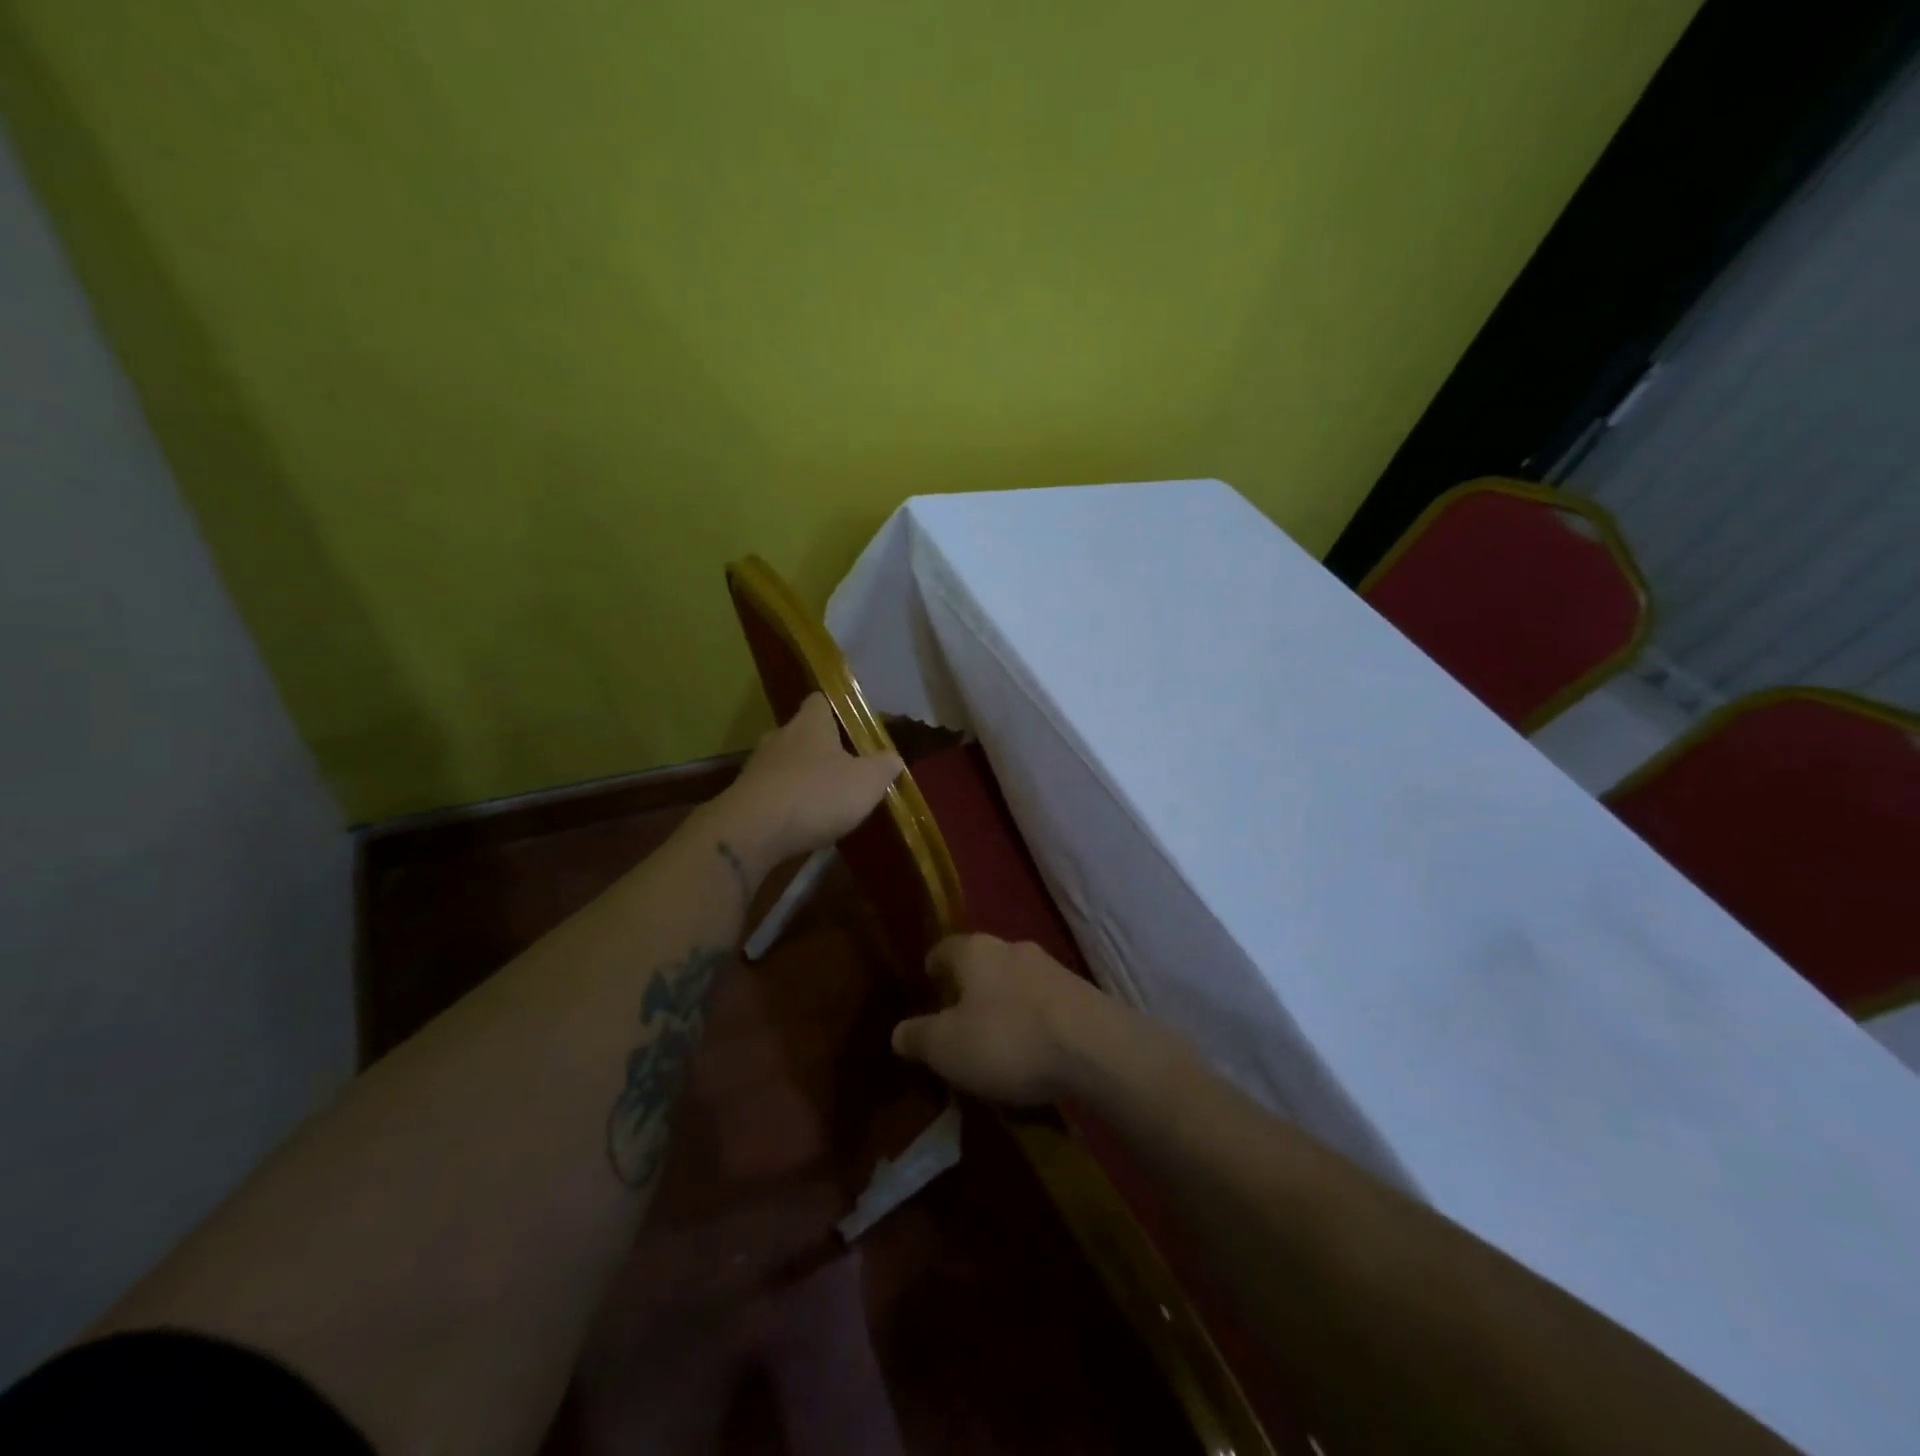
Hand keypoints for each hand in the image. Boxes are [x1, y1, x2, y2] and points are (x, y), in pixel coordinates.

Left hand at [718, 693, 903, 866]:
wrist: (752, 832)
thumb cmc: (816, 794)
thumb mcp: (867, 781)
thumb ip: (884, 766)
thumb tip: (893, 758)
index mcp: (810, 723)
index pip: (820, 701)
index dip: (837, 710)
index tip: (853, 726)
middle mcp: (780, 737)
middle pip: (802, 734)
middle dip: (822, 749)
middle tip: (846, 767)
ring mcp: (757, 767)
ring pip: (786, 764)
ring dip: (803, 778)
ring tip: (826, 799)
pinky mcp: (744, 797)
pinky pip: (772, 792)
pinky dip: (787, 803)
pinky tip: (802, 821)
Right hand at [891, 935, 1110, 1104]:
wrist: (1096, 1049)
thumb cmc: (1007, 1039)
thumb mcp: (947, 1047)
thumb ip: (918, 1037)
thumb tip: (898, 1032)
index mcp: (974, 950)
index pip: (942, 950)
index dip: (931, 973)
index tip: (926, 997)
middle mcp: (1011, 947)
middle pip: (979, 964)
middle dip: (967, 991)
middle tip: (957, 1026)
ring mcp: (1050, 967)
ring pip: (1013, 982)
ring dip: (1002, 1006)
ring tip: (996, 1044)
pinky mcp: (1079, 992)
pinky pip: (1042, 1002)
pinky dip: (1031, 1020)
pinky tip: (1032, 1051)